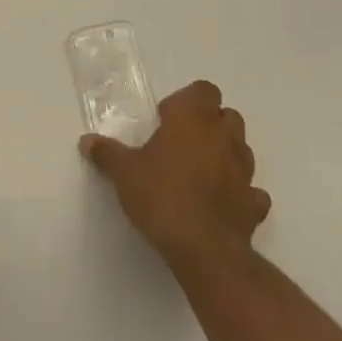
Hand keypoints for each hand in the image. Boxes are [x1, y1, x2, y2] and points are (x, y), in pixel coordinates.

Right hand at [79, 80, 269, 267]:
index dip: (188, 100)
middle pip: (227, 116)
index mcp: (193, 119)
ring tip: (200, 172)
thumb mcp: (124, 172)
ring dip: (226, 154)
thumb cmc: (161, 196)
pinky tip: (222, 203)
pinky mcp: (254, 204)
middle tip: (182, 143)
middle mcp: (223, 137)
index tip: (166, 119)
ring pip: (242, 149)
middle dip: (210, 124)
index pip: (204, 90)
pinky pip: (251, 191)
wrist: (204, 250)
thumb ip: (107, 153)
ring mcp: (245, 171)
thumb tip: (87, 141)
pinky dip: (240, 193)